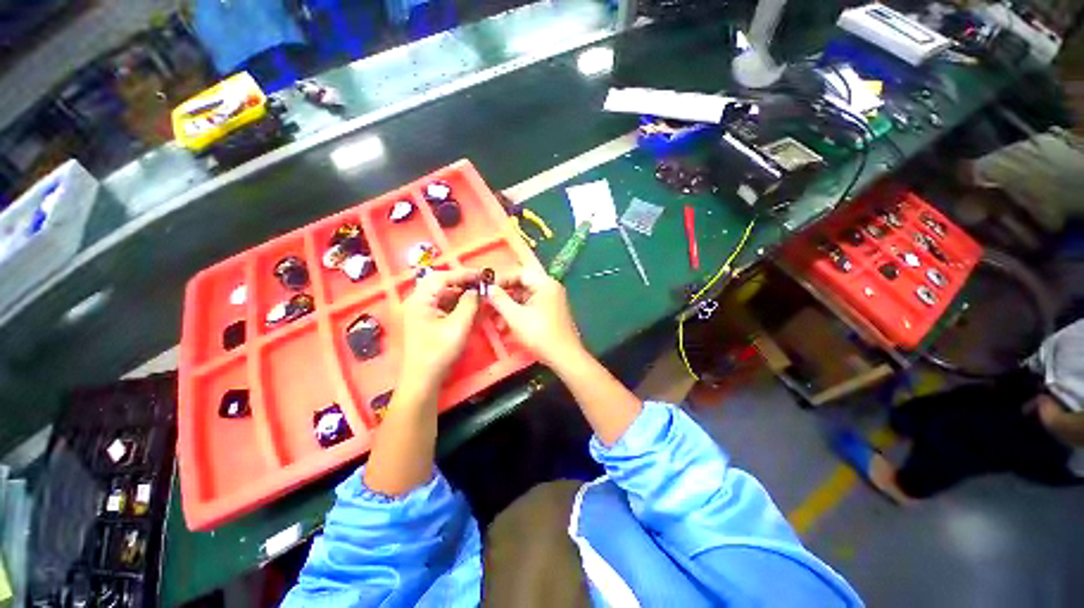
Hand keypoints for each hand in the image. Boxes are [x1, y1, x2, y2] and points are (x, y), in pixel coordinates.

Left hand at [400, 268, 480, 385]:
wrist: (423, 378)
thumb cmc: (439, 351)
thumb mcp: (459, 325)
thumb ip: (469, 304)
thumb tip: (476, 290)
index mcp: (420, 299)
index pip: (442, 277)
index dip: (463, 274)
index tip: (482, 275)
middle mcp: (417, 301)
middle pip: (441, 283)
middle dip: (462, 283)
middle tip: (481, 284)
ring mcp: (420, 311)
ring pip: (442, 294)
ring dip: (460, 293)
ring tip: (477, 295)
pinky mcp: (425, 320)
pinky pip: (442, 305)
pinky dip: (456, 304)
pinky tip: (468, 307)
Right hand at [487, 268, 583, 366]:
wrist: (564, 357)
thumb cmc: (539, 334)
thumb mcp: (515, 316)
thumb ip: (499, 299)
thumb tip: (488, 287)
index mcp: (545, 284)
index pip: (519, 273)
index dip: (502, 280)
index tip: (486, 290)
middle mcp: (550, 288)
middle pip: (522, 286)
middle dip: (504, 297)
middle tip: (488, 306)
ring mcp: (551, 301)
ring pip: (524, 299)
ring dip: (509, 308)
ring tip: (496, 323)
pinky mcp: (550, 313)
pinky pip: (530, 308)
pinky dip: (518, 314)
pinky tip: (505, 327)